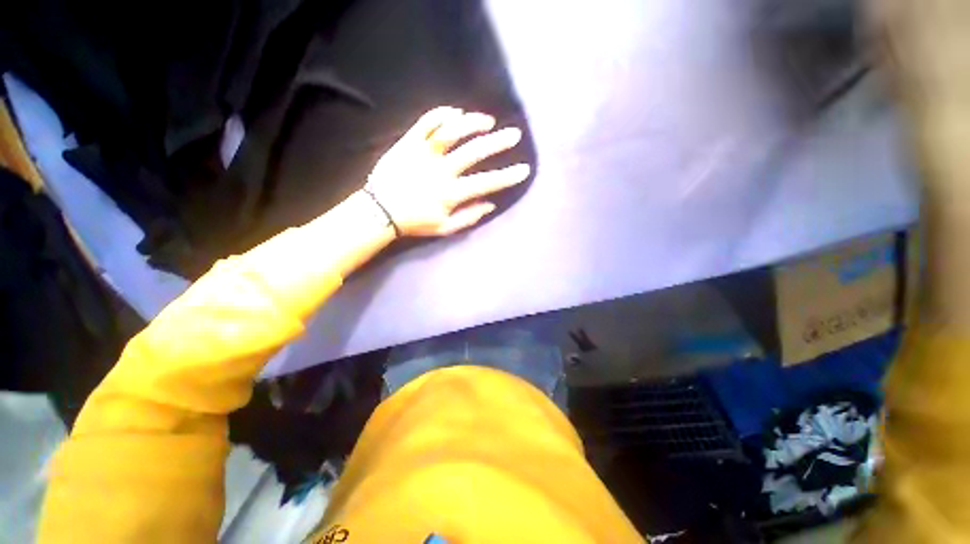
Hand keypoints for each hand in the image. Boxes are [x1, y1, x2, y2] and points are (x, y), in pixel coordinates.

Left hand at [364, 106, 529, 236]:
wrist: (379, 210)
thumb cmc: (415, 221)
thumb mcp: (445, 228)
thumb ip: (469, 217)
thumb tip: (491, 203)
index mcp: (450, 193)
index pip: (486, 182)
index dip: (507, 176)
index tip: (524, 169)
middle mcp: (440, 170)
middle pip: (474, 151)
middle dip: (498, 142)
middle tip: (514, 135)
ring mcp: (423, 153)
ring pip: (451, 131)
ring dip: (472, 123)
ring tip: (487, 121)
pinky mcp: (408, 142)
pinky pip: (427, 122)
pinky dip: (443, 114)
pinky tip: (456, 113)